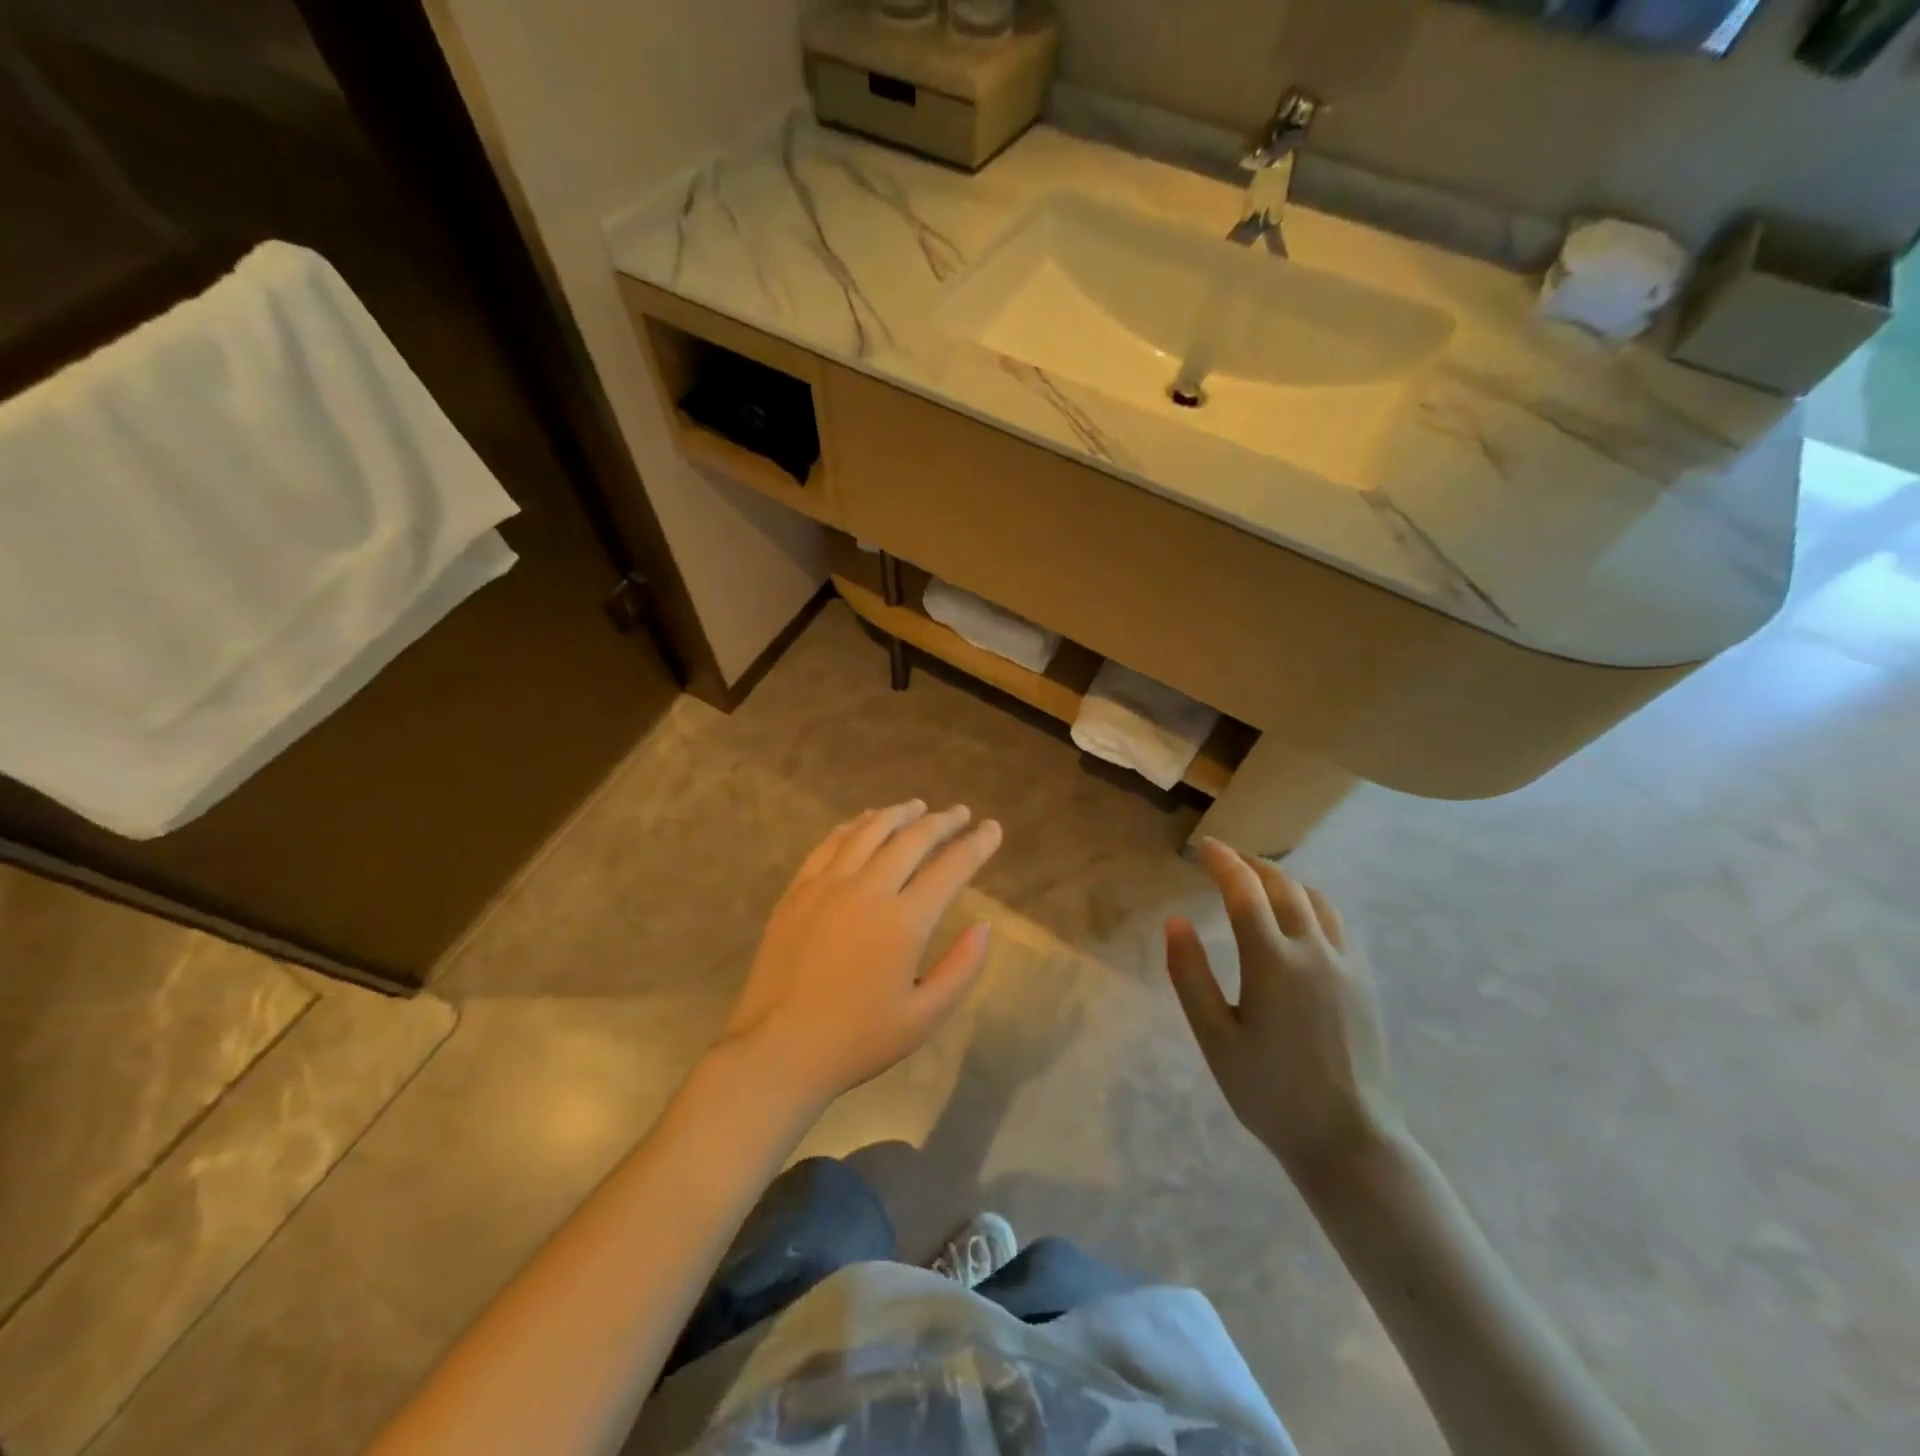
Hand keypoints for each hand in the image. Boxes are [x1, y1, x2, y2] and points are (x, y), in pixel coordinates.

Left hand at [721, 801, 1002, 1110]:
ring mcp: (826, 885)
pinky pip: (829, 843)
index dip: (976, 844)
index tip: (992, 828)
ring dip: (897, 814)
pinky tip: (863, 822)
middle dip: (941, 821)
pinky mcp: (797, 890)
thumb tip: (983, 926)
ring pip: (869, 832)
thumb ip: (961, 968)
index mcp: (903, 922)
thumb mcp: (924, 1017)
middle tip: (959, 812)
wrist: (779, 1050)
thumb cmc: (858, 1040)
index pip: (950, 868)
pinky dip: (853, 826)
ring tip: (916, 806)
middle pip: (911, 839)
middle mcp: (867, 890)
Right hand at [1166, 839, 1400, 1180]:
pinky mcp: (1363, 982)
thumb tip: (1175, 922)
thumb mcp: (1214, 1038)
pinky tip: (1297, 920)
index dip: (1222, 862)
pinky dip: (1310, 904)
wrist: (1349, 1140)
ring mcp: (1345, 965)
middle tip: (1224, 859)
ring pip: (1315, 899)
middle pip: (1283, 885)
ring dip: (1283, 880)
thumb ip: (1190, 976)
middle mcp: (1313, 951)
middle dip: (1251, 864)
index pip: (1244, 891)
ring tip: (1258, 882)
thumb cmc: (1270, 1093)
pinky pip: (1336, 923)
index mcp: (1272, 961)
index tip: (1204, 847)